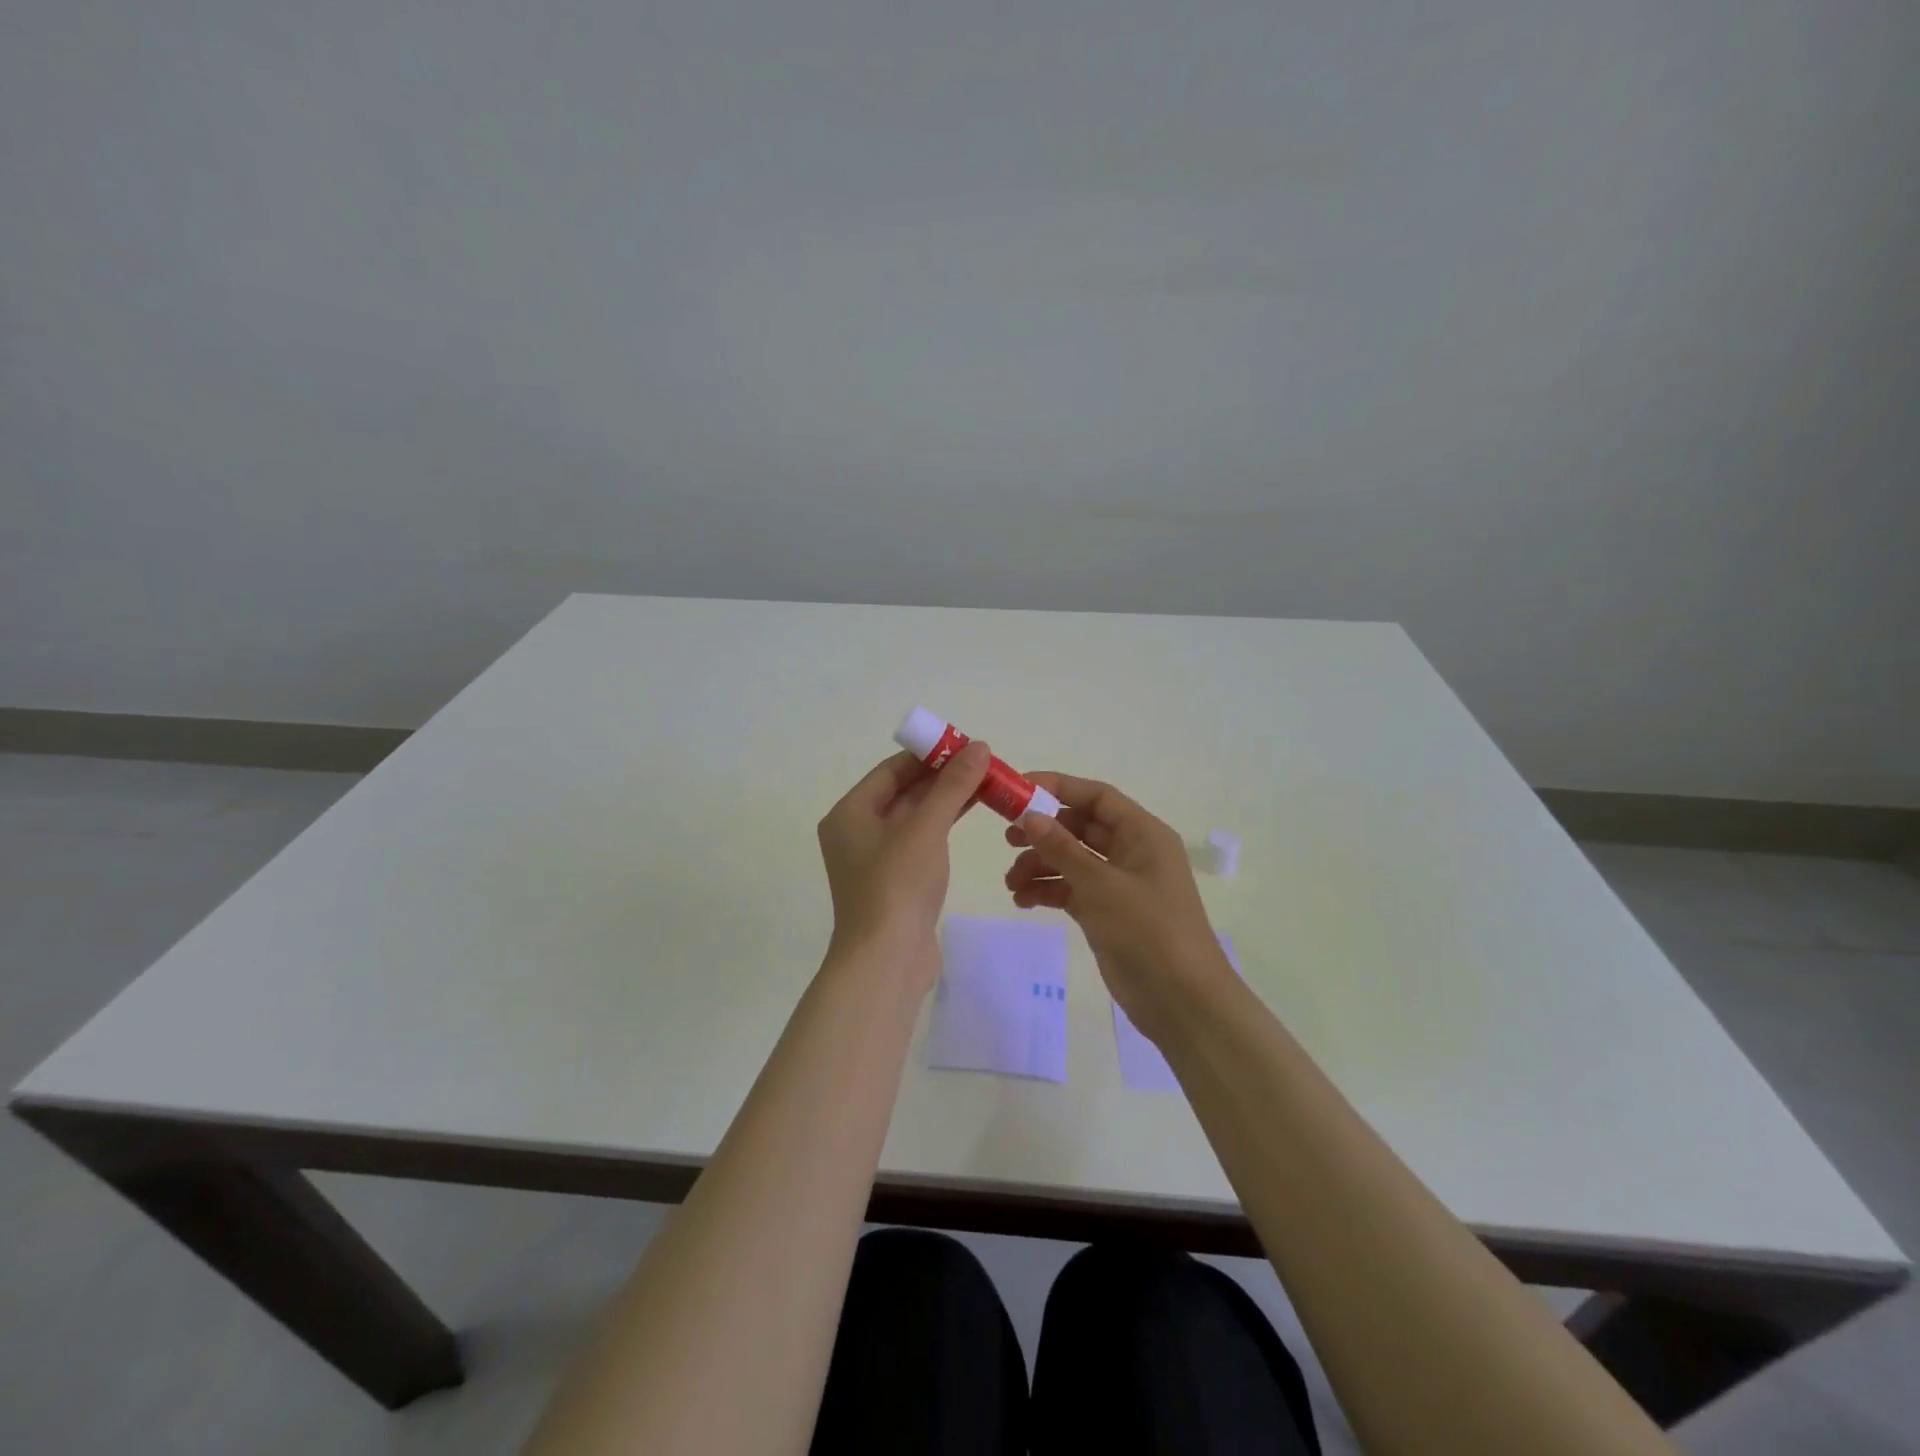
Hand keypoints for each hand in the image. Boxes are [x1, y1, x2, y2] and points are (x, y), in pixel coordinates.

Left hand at [817, 742, 991, 986]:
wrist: (886, 960)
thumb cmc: (897, 885)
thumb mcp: (926, 828)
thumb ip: (952, 786)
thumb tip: (979, 747)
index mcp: (850, 813)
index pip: (891, 770)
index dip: (928, 755)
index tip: (964, 745)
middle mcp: (856, 832)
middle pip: (902, 792)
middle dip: (942, 777)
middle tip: (982, 763)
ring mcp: (875, 859)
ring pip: (914, 817)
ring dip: (946, 800)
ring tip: (985, 783)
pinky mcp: (895, 881)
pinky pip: (919, 840)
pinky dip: (943, 825)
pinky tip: (971, 814)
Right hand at [1004, 772, 1234, 1042]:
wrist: (1181, 1001)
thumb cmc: (1148, 930)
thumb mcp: (1101, 885)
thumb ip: (1062, 849)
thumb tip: (1029, 816)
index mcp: (1142, 834)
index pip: (1096, 797)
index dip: (1058, 788)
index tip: (1018, 790)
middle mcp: (1132, 852)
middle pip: (1080, 827)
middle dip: (1044, 831)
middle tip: (1008, 839)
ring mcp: (1119, 884)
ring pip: (1072, 860)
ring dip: (1041, 865)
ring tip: (1012, 882)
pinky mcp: (1108, 913)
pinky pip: (1072, 889)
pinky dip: (1048, 891)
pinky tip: (1023, 901)